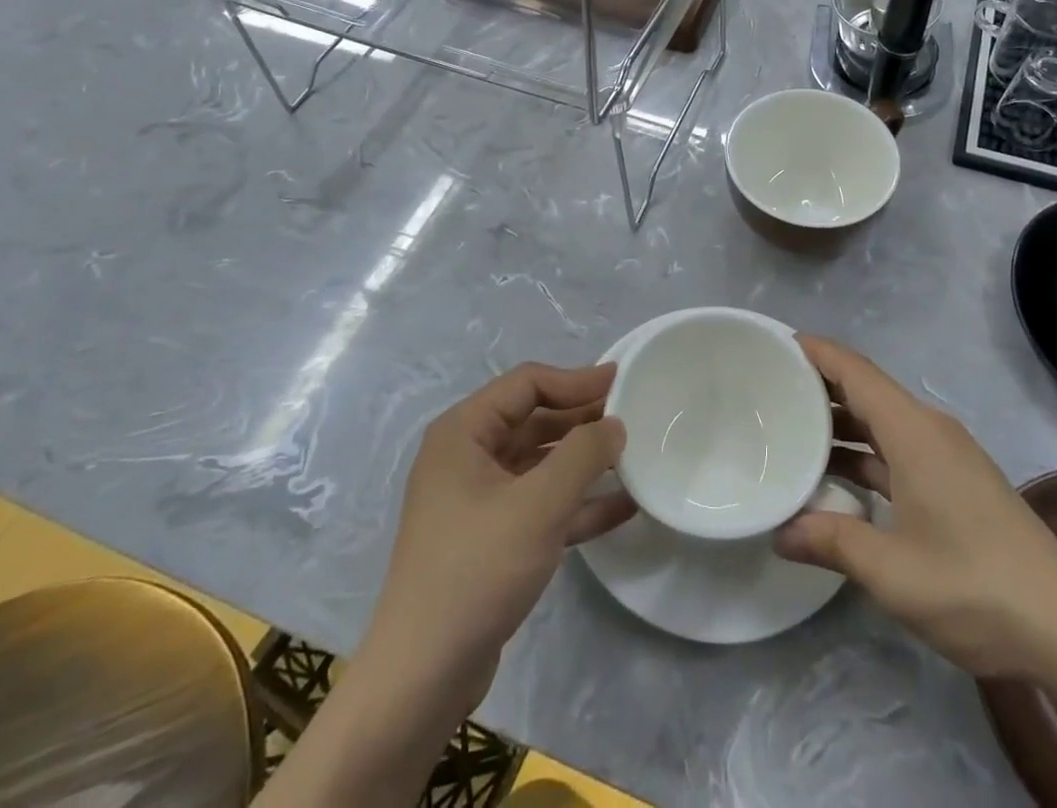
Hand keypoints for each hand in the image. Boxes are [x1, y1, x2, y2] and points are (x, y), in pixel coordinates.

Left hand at [363, 363, 634, 710]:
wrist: (422, 678)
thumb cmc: (477, 570)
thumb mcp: (538, 504)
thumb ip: (583, 454)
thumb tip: (614, 423)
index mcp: (463, 432)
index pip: (527, 384)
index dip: (575, 379)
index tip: (621, 380)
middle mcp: (467, 457)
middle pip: (534, 420)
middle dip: (582, 418)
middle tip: (633, 417)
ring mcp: (477, 500)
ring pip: (540, 463)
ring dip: (584, 460)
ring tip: (634, 456)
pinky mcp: (491, 540)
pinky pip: (541, 504)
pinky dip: (577, 502)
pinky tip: (622, 506)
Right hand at [775, 336, 1056, 680]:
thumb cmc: (974, 585)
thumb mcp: (892, 571)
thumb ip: (831, 543)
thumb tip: (779, 534)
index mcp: (914, 431)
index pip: (855, 371)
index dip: (817, 352)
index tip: (775, 344)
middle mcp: (930, 430)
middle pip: (867, 391)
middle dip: (820, 387)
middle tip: (770, 390)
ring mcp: (947, 457)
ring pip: (882, 423)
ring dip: (842, 425)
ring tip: (791, 433)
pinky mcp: (957, 482)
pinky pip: (899, 450)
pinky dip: (865, 455)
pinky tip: (839, 480)